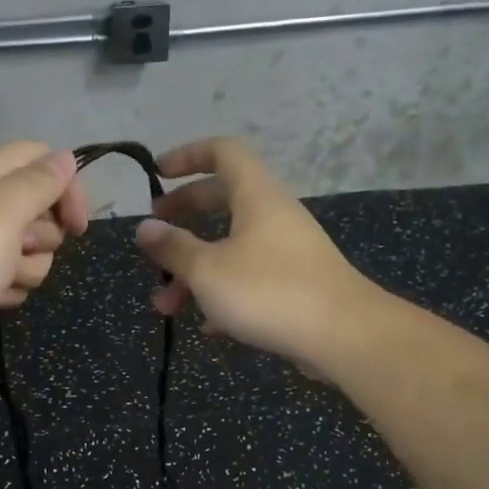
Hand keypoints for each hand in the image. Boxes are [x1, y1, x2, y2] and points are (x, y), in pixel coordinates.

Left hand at [0, 141, 88, 380]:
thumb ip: (36, 185)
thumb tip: (65, 158)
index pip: (40, 159)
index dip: (66, 187)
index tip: (77, 227)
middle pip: (39, 209)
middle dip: (42, 238)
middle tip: (18, 252)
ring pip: (29, 250)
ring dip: (25, 270)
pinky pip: (9, 278)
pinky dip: (6, 291)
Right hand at [135, 137, 375, 371]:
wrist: (344, 336)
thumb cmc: (269, 292)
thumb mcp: (208, 270)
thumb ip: (173, 248)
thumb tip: (143, 228)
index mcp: (256, 196)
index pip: (223, 152)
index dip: (188, 155)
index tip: (158, 173)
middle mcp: (274, 215)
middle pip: (222, 200)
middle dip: (183, 217)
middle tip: (154, 237)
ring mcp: (287, 251)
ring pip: (232, 248)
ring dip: (195, 271)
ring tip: (166, 306)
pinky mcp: (296, 285)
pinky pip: (250, 278)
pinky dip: (223, 294)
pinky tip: (207, 326)